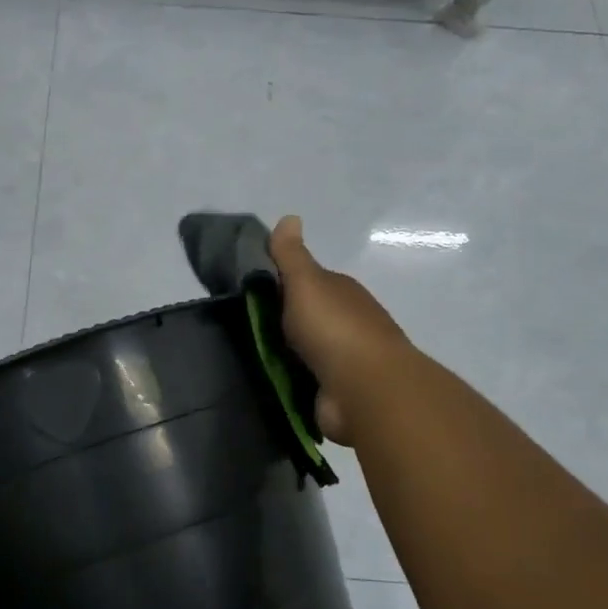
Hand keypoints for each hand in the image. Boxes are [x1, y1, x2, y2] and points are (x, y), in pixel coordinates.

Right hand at [268, 216, 415, 444]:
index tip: (251, 292)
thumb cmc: (333, 328)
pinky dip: (292, 380)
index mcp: (341, 292)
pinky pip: (307, 380)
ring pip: (306, 350)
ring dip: (286, 353)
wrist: (363, 388)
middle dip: (282, 321)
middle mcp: (347, 322)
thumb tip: (289, 216)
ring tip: (251, 355)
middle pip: (308, 316)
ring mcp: (344, 360)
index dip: (283, 283)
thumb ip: (291, 255)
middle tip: (244, 326)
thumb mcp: (306, 282)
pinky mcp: (337, 392)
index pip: (309, 282)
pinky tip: (272, 380)